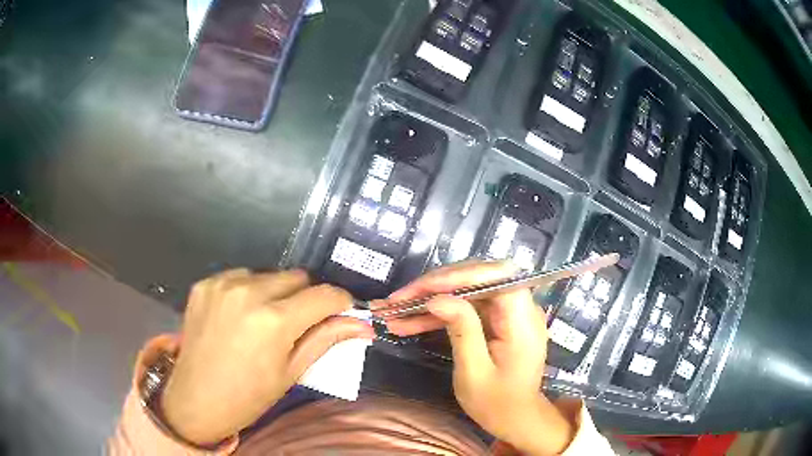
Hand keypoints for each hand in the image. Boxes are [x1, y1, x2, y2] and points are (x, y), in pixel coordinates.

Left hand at [161, 269, 373, 445]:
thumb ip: (326, 340)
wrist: (196, 400)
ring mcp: (222, 285)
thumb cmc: (248, 396)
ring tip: (263, 321)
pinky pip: (239, 276)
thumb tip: (362, 325)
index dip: (340, 302)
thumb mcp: (291, 373)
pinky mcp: (205, 284)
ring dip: (275, 293)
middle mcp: (248, 292)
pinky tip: (239, 316)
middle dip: (305, 297)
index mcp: (274, 321)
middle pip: (297, 277)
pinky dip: (247, 291)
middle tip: (296, 325)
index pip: (324, 294)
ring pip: (268, 274)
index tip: (342, 311)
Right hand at [382, 261, 578, 454]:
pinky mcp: (496, 321)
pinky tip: (410, 323)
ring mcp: (507, 313)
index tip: (425, 288)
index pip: (497, 276)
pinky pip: (466, 308)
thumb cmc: (497, 403)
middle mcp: (520, 308)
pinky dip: (438, 314)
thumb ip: (462, 331)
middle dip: (437, 285)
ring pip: (467, 292)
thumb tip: (437, 299)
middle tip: (400, 299)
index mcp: (522, 320)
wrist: (515, 418)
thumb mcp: (474, 372)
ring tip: (395, 312)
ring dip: (431, 300)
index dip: (461, 275)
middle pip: (478, 279)